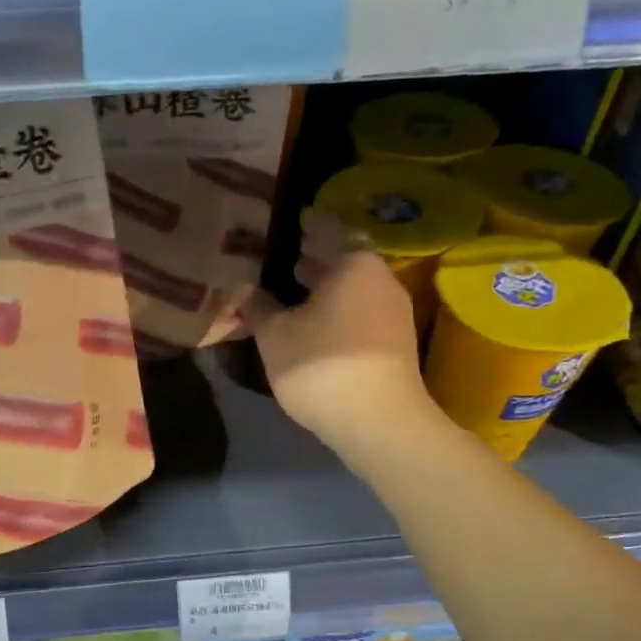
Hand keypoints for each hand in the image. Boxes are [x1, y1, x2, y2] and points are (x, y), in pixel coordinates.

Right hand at [250, 214, 436, 459]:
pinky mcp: (395, 344)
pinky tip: (315, 321)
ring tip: (297, 286)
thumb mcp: (275, 335)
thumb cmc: (322, 365)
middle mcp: (381, 280)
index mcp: (354, 264)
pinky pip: (360, 311)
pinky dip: (338, 308)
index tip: (297, 218)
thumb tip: (246, 291)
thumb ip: (259, 307)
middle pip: (347, 259)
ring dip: (328, 285)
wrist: (379, 421)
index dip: (311, 224)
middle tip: (290, 253)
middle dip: (319, 257)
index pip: (330, 230)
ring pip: (355, 288)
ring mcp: (393, 313)